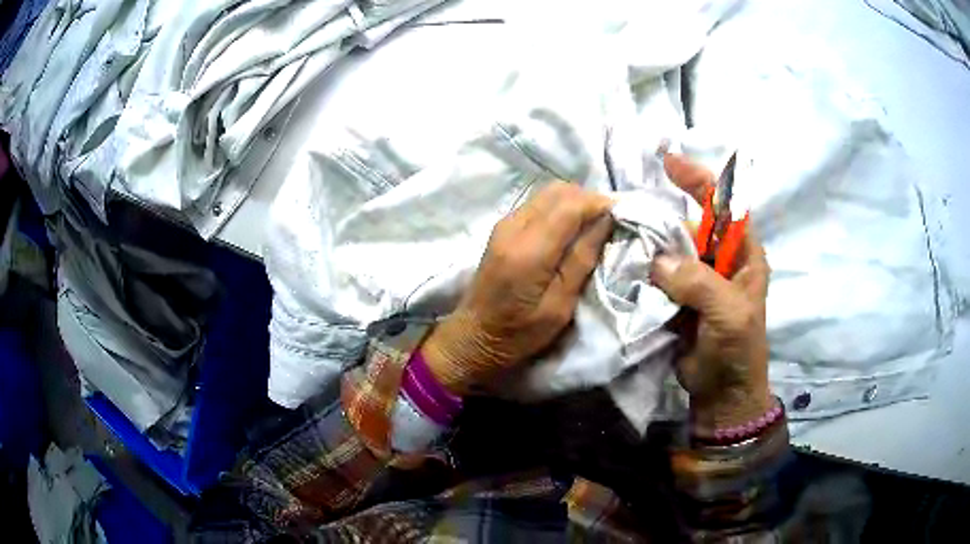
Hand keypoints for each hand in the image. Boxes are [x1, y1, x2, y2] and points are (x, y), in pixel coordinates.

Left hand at [422, 182, 613, 394]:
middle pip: (560, 191)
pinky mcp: (503, 227)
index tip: (624, 216)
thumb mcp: (560, 307)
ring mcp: (505, 223)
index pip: (571, 205)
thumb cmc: (519, 333)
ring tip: (595, 225)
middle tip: (612, 222)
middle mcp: (514, 227)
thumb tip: (605, 221)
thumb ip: (581, 260)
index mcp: (529, 251)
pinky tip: (572, 229)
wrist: (474, 336)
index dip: (601, 204)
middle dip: (591, 200)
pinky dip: (561, 207)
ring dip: (576, 202)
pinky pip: (538, 203)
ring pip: (549, 193)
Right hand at [652, 153, 771, 432]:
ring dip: (649, 247)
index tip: (670, 162)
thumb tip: (658, 261)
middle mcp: (720, 261)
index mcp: (743, 256)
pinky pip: (658, 275)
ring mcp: (697, 280)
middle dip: (664, 219)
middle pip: (691, 226)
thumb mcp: (729, 315)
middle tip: (630, 218)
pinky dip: (643, 270)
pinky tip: (624, 267)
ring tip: (621, 244)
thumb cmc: (737, 351)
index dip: (700, 181)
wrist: (721, 393)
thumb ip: (700, 284)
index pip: (725, 207)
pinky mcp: (678, 298)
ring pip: (670, 250)